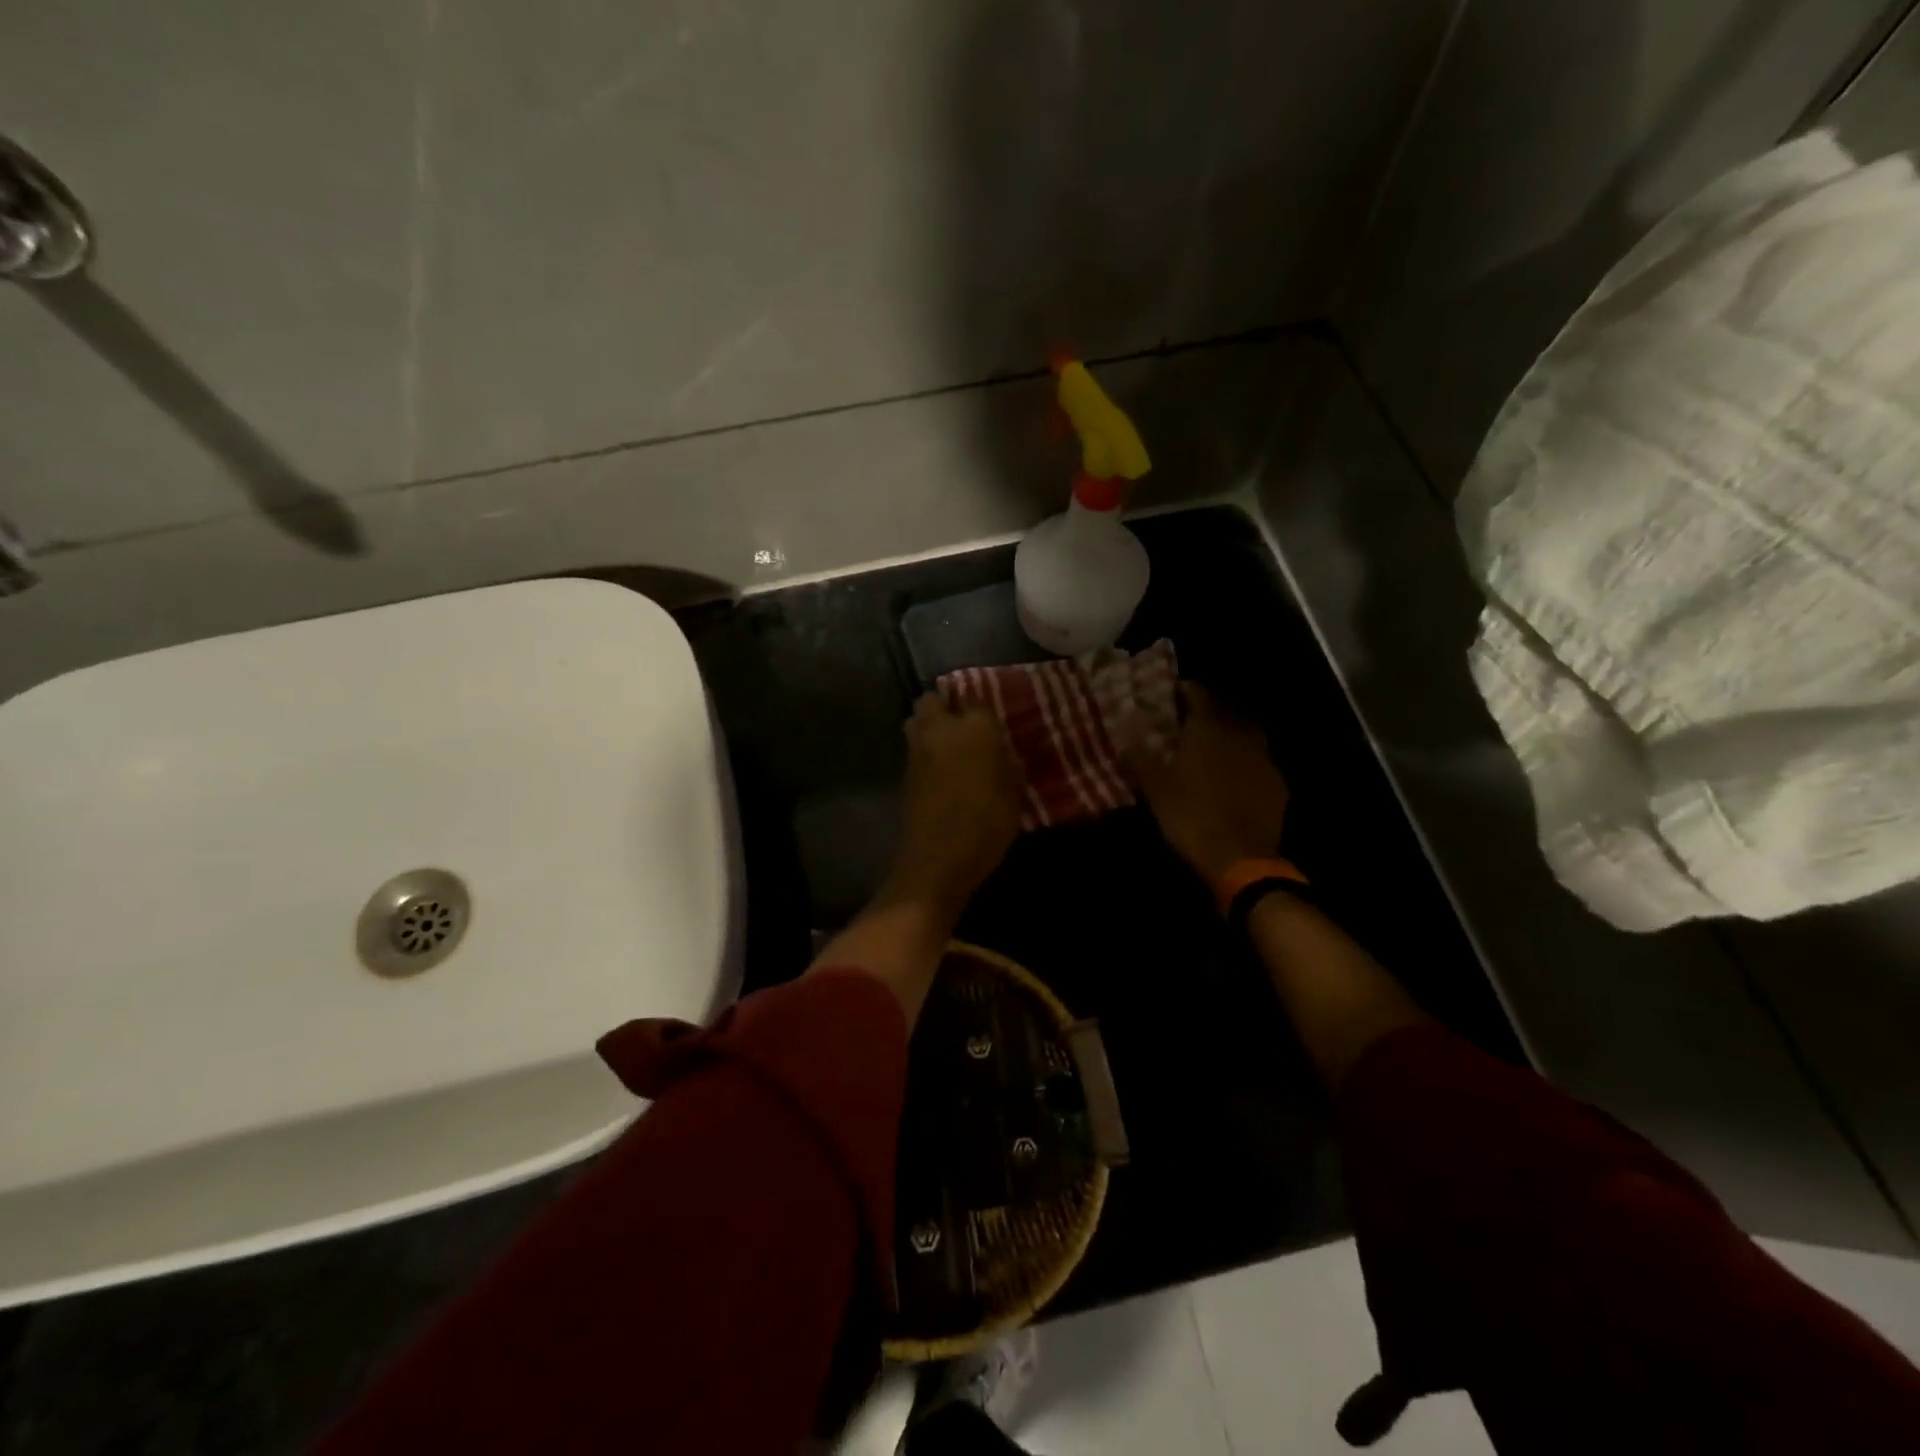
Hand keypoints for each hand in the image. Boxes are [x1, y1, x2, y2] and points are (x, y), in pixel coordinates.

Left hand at [885, 695, 1023, 912]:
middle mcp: (940, 729)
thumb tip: (999, 750)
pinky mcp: (904, 773)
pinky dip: (925, 752)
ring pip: (916, 721)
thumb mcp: (1013, 790)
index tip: (991, 719)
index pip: (975, 696)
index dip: (982, 707)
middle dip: (945, 706)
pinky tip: (941, 769)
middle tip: (964, 724)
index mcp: (974, 726)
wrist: (940, 857)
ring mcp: (916, 750)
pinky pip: (914, 749)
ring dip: (930, 727)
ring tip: (951, 746)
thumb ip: (1005, 761)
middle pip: (932, 700)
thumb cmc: (988, 821)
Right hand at [1128, 683, 1288, 885]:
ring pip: (1246, 735)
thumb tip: (1126, 741)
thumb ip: (1140, 759)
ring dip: (1230, 735)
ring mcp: (1264, 759)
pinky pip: (1259, 762)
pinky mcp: (1278, 784)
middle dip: (1208, 711)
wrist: (1241, 858)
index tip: (1172, 692)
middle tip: (1189, 719)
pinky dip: (1245, 762)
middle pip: (1225, 711)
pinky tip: (1234, 777)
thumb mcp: (1155, 789)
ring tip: (1212, 746)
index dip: (1185, 690)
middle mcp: (1240, 735)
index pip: (1199, 694)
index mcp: (1209, 729)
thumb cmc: (1191, 816)